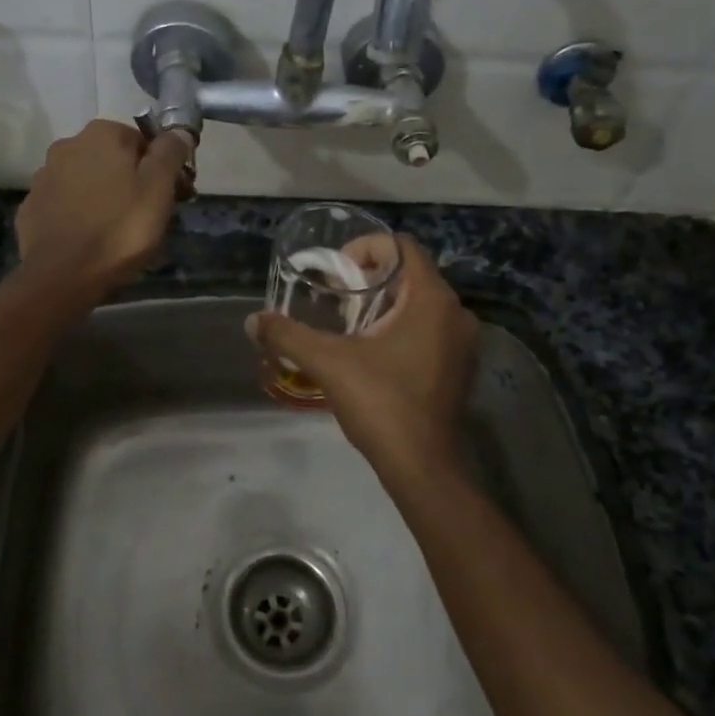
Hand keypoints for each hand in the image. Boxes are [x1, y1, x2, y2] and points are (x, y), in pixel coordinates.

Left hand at [16, 120, 194, 298]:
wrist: (60, 276)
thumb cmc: (119, 229)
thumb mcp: (158, 190)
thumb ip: (169, 154)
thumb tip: (179, 130)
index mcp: (102, 134)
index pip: (144, 142)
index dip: (164, 168)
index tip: (176, 196)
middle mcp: (68, 145)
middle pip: (114, 159)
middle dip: (134, 181)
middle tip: (151, 216)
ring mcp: (45, 176)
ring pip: (89, 180)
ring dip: (106, 196)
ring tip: (120, 231)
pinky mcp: (31, 206)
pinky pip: (67, 203)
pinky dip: (81, 213)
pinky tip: (91, 237)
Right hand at [246, 235, 477, 480]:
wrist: (423, 468)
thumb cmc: (381, 404)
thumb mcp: (328, 363)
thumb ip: (288, 336)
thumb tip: (252, 321)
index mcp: (432, 300)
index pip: (402, 247)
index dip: (365, 249)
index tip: (336, 272)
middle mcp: (455, 313)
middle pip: (411, 273)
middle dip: (370, 277)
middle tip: (336, 295)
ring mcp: (462, 342)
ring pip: (420, 302)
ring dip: (385, 303)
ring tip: (348, 322)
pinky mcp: (460, 366)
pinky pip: (429, 327)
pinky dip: (401, 326)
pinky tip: (373, 350)